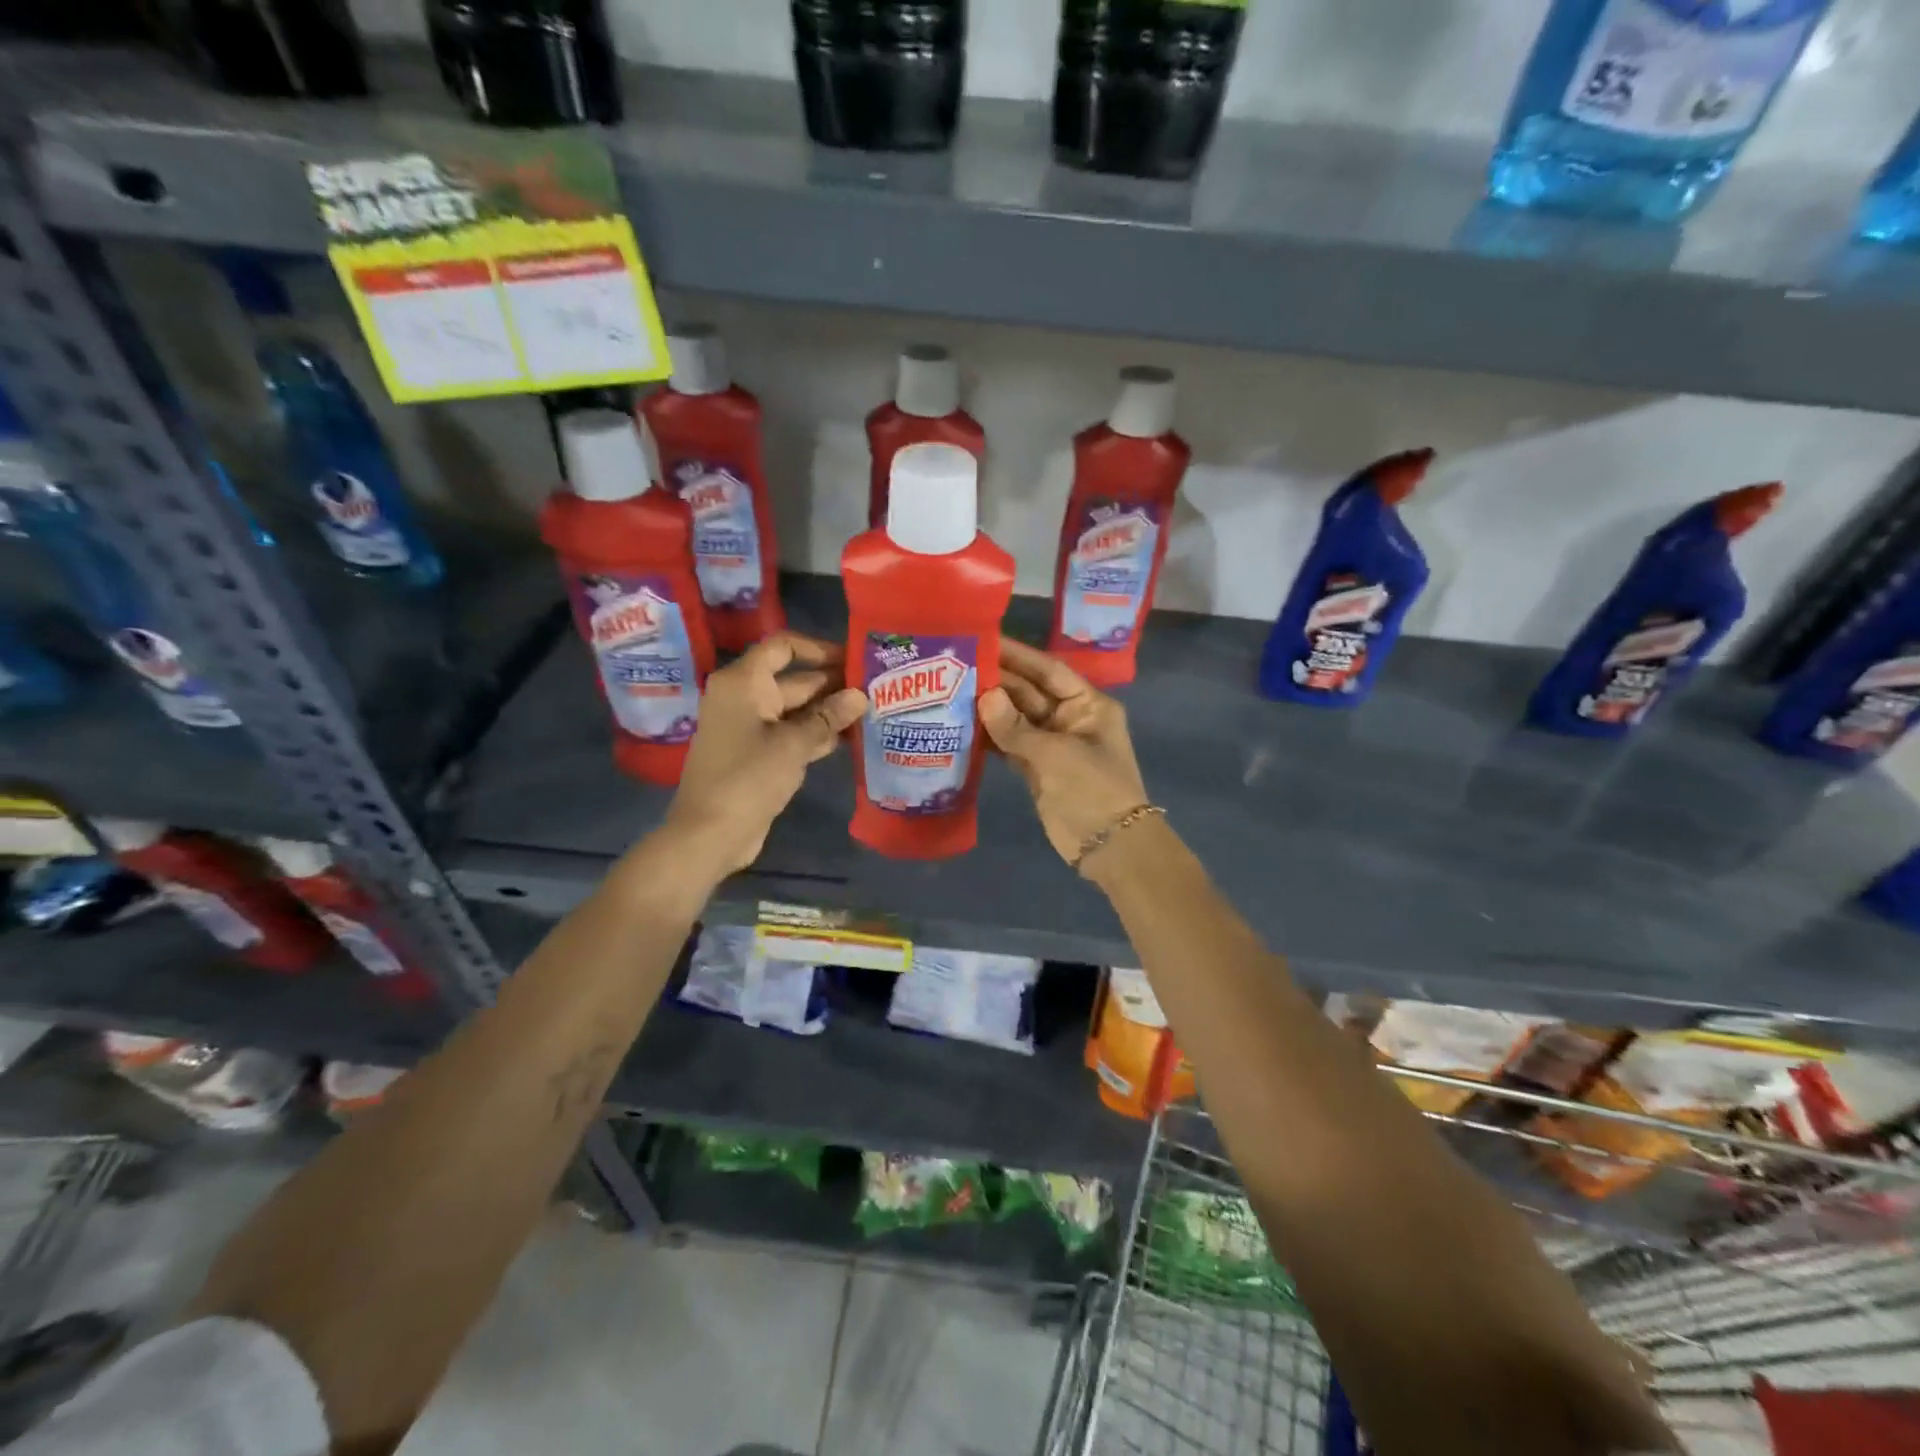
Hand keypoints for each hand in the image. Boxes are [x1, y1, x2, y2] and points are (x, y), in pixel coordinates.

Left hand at [662, 633, 865, 877]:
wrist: (710, 833)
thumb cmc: (749, 778)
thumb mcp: (794, 744)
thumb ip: (829, 717)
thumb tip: (860, 696)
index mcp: (744, 682)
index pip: (783, 647)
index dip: (818, 648)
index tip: (852, 659)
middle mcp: (745, 697)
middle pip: (794, 679)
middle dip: (833, 684)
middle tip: (876, 689)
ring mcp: (751, 727)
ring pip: (797, 710)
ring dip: (830, 712)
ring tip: (872, 713)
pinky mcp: (758, 754)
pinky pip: (792, 734)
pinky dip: (817, 734)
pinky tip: (851, 739)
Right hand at [978, 639, 1148, 869]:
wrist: (1109, 846)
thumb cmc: (1093, 789)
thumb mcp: (1056, 754)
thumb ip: (1016, 727)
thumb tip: (983, 696)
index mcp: (1088, 704)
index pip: (1049, 670)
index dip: (1018, 655)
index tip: (985, 640)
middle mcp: (1070, 718)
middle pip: (1029, 692)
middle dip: (997, 681)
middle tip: (956, 666)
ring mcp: (1052, 744)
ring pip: (1016, 718)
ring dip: (989, 709)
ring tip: (951, 691)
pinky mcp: (1037, 768)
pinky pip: (1010, 744)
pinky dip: (990, 737)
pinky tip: (962, 726)